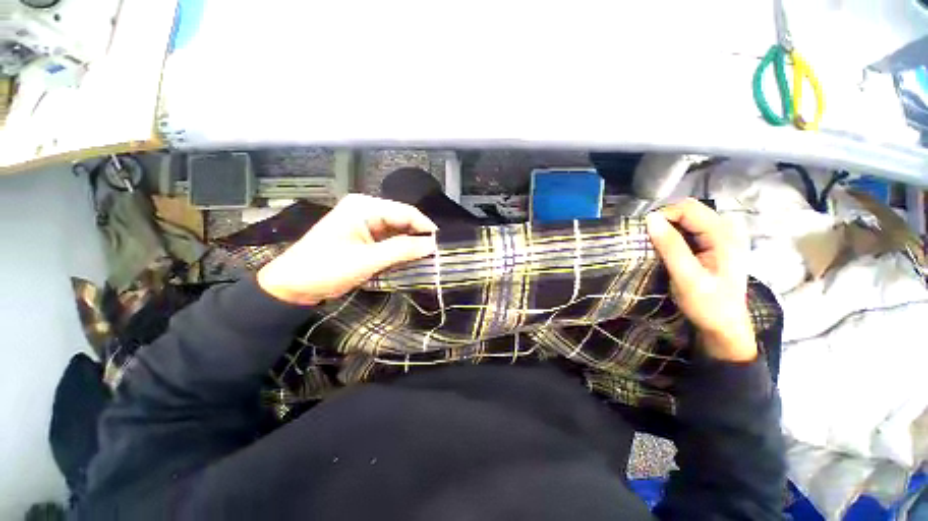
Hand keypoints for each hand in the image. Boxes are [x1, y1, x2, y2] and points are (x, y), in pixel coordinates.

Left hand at [257, 194, 437, 305]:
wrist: (293, 286)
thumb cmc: (326, 269)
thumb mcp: (367, 260)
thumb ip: (402, 250)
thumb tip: (431, 245)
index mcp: (364, 207)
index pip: (405, 212)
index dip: (425, 227)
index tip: (440, 244)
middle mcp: (366, 210)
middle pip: (402, 220)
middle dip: (418, 237)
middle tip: (434, 254)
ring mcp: (364, 223)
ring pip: (397, 231)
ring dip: (409, 245)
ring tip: (425, 258)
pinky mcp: (363, 237)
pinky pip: (389, 240)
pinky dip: (399, 250)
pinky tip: (408, 259)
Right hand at [645, 199, 756, 361]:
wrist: (725, 326)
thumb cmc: (708, 304)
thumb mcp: (687, 277)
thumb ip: (671, 246)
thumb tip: (650, 219)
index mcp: (724, 236)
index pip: (688, 209)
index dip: (663, 216)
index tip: (645, 234)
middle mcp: (727, 230)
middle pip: (690, 210)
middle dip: (665, 221)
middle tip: (649, 240)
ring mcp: (723, 236)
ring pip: (689, 219)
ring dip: (669, 228)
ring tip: (657, 246)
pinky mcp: (716, 244)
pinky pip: (691, 229)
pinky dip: (675, 235)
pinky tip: (669, 249)